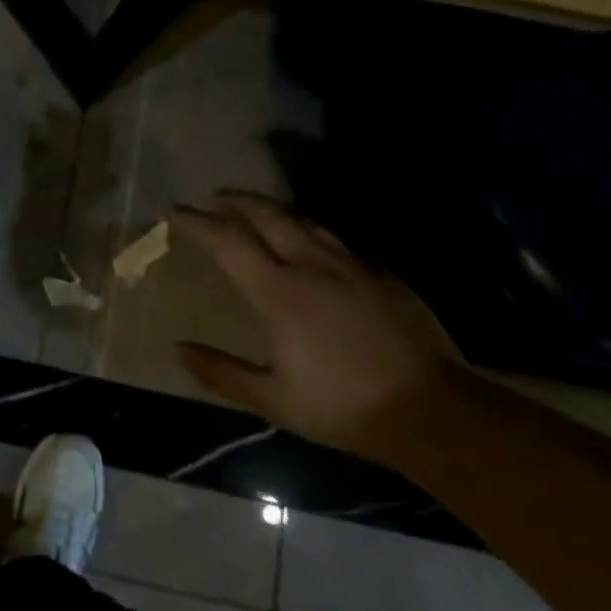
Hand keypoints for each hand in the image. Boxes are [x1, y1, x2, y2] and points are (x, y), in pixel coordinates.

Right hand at [172, 192, 464, 461]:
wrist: (434, 412)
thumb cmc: (344, 407)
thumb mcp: (273, 400)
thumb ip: (220, 373)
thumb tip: (177, 349)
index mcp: (279, 292)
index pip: (228, 241)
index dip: (198, 222)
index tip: (175, 211)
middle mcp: (313, 266)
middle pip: (268, 215)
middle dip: (236, 201)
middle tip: (215, 199)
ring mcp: (352, 266)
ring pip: (304, 221)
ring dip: (273, 210)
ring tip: (256, 210)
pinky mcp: (383, 274)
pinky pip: (337, 240)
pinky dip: (310, 231)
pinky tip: (311, 243)